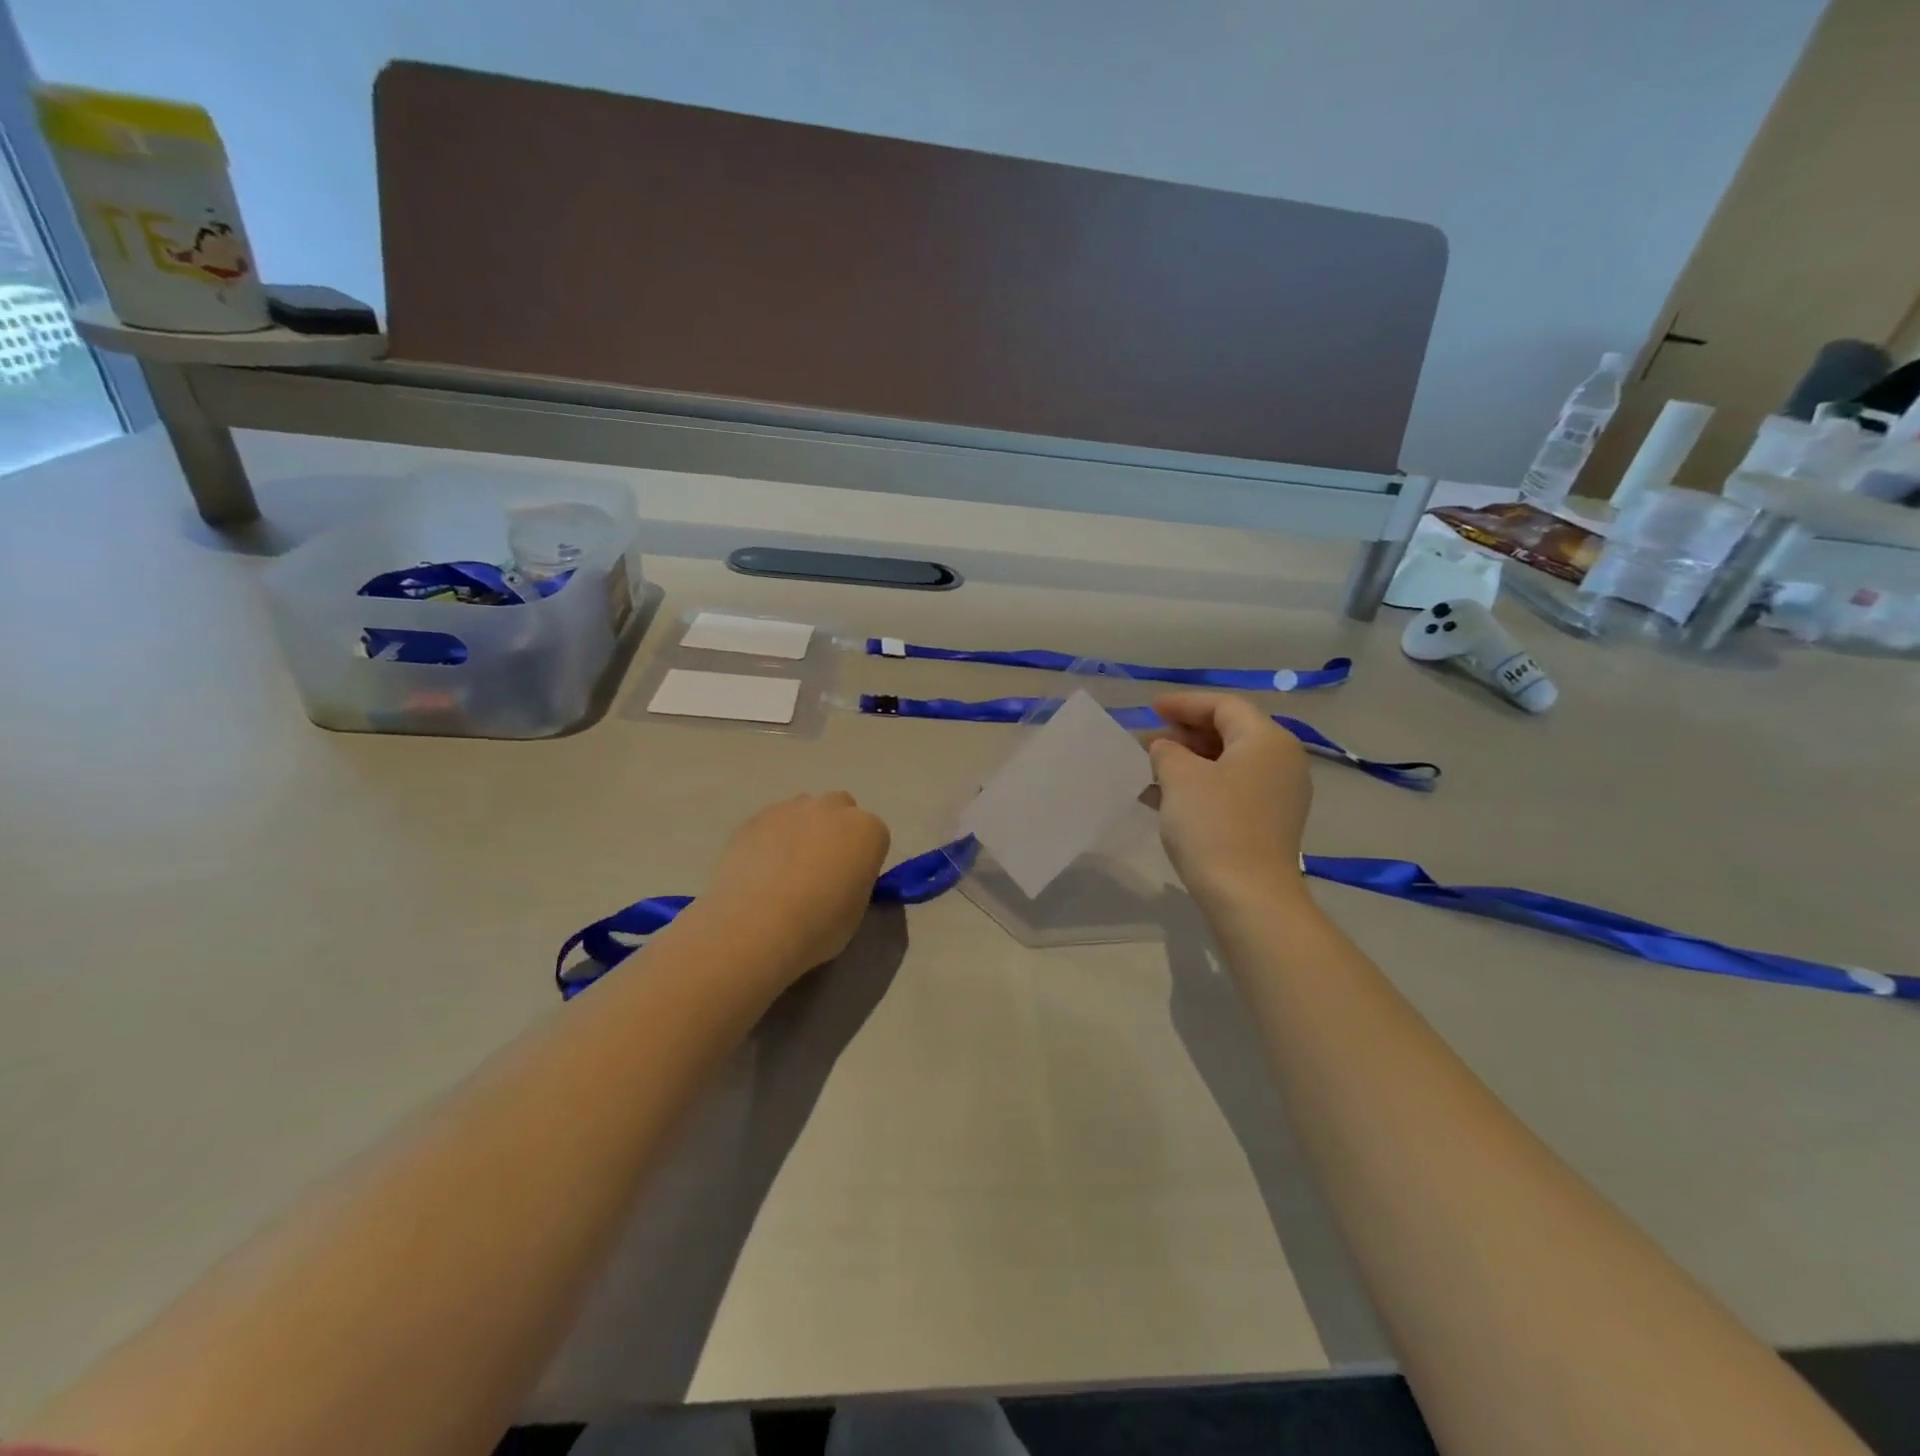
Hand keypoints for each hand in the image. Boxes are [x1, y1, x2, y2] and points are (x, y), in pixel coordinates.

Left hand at [696, 792, 892, 980]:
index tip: (851, 880)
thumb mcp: (856, 910)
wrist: (758, 926)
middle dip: (835, 830)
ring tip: (785, 869)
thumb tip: (839, 880)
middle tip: (820, 867)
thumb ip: (854, 882)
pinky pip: (771, 823)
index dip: (863, 858)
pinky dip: (770, 839)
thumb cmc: (820, 925)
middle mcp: (833, 809)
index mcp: (867, 831)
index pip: (875, 835)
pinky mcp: (755, 818)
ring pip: (803, 811)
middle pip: (841, 809)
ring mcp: (791, 809)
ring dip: (802, 830)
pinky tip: (760, 870)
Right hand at [1148, 693, 1311, 905]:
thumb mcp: (1180, 777)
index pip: (1223, 705)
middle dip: (1183, 734)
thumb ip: (1167, 751)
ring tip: (1148, 768)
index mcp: (1267, 740)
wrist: (1247, 897)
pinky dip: (1199, 786)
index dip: (1184, 704)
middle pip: (1229, 732)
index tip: (1150, 709)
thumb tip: (1165, 747)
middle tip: (1146, 741)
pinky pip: (1230, 789)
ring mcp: (1278, 794)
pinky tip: (1162, 797)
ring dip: (1187, 761)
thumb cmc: (1214, 826)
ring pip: (1227, 763)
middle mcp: (1281, 761)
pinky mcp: (1268, 822)